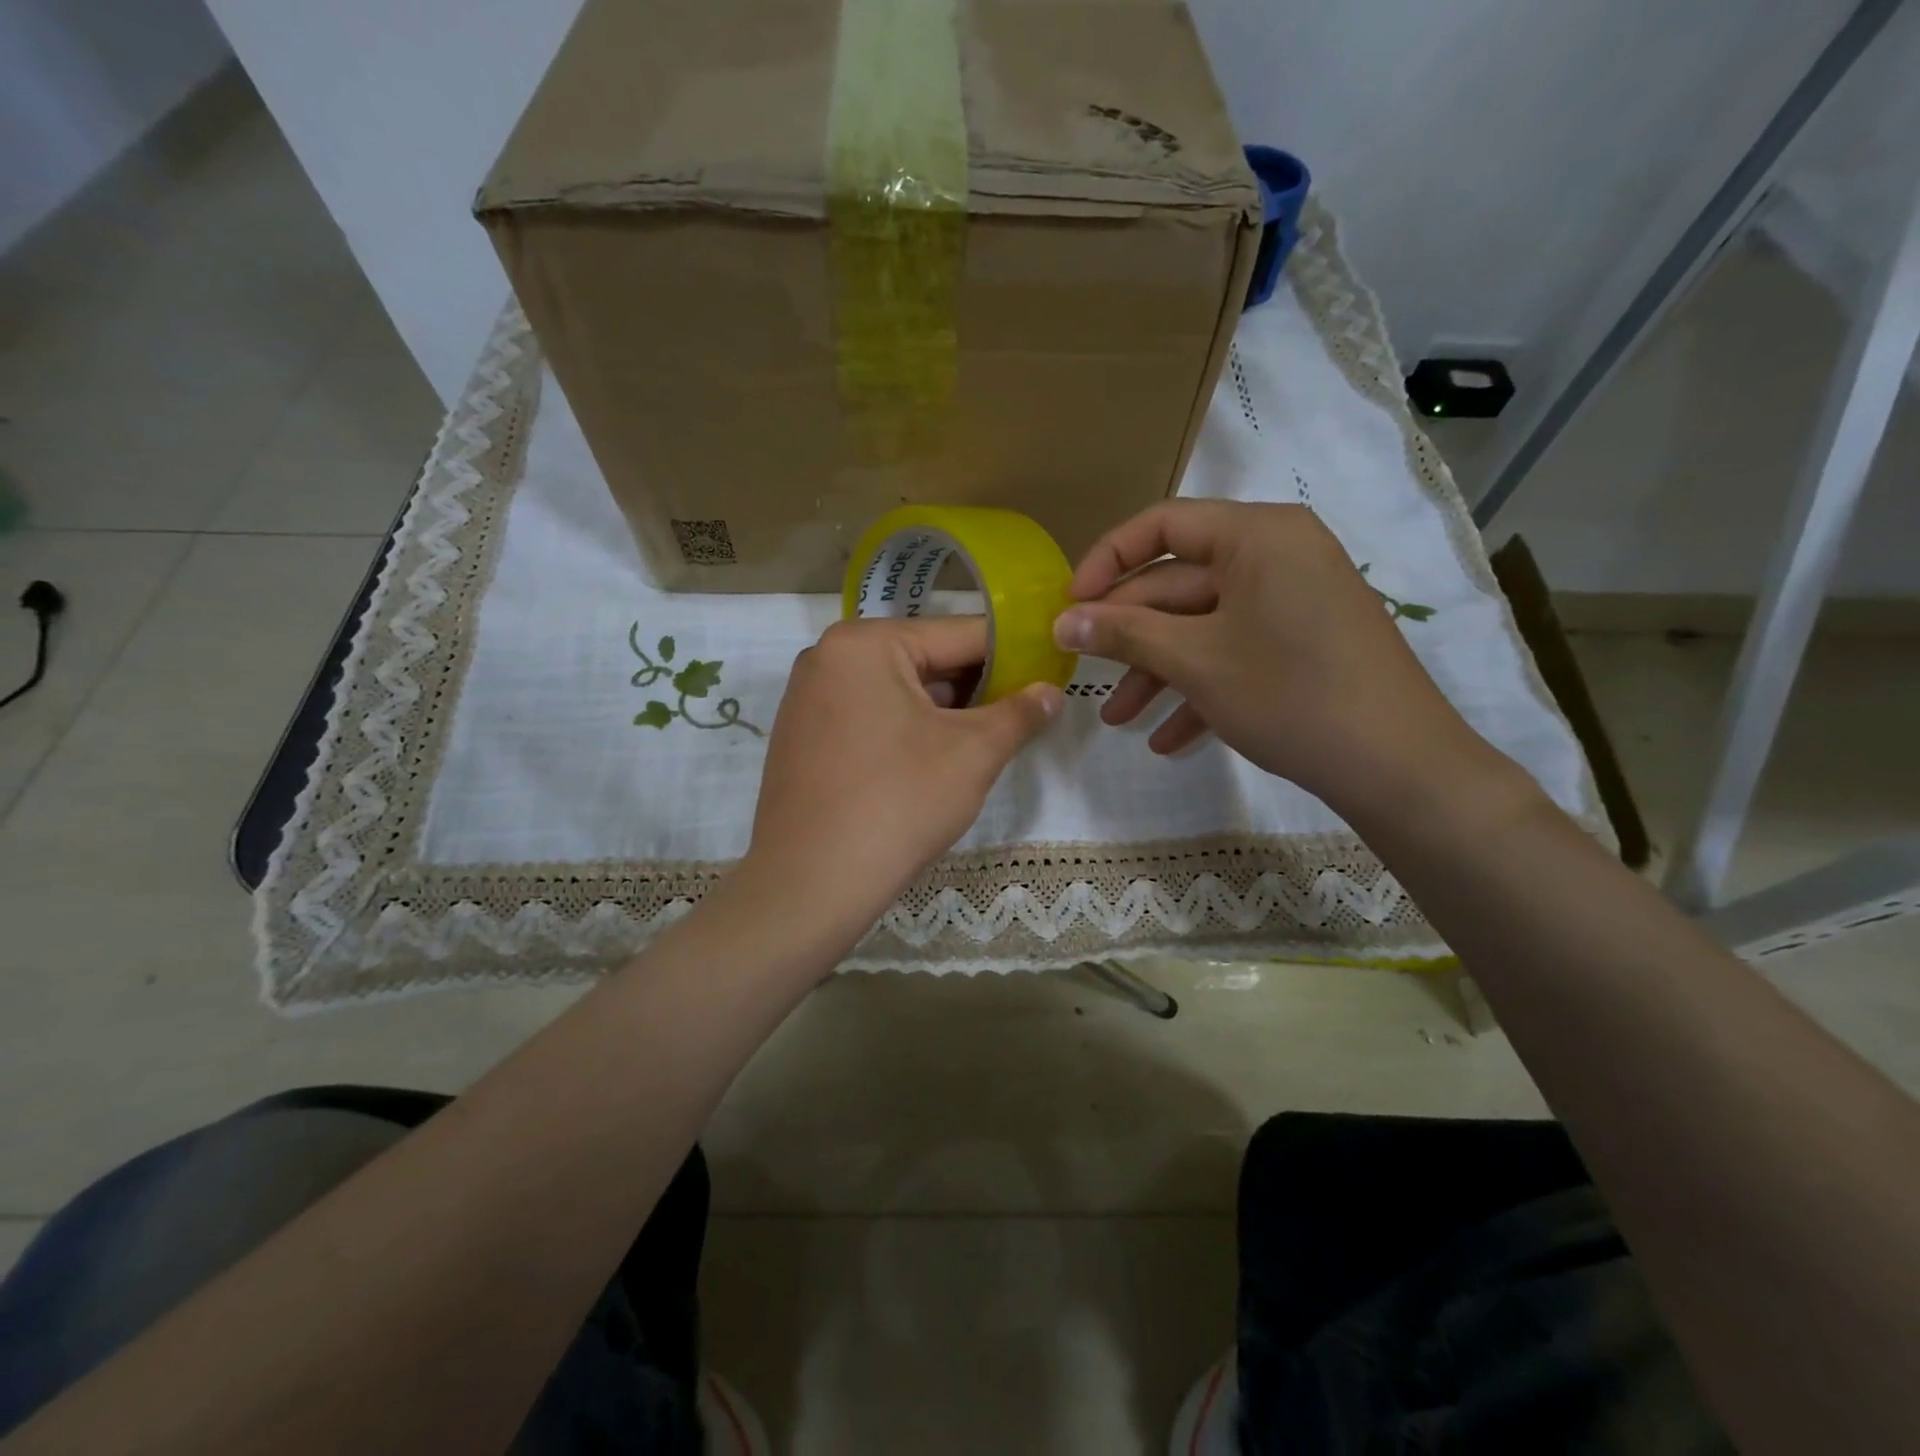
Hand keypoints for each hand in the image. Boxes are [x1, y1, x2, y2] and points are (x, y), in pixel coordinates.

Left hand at [743, 617, 1061, 941]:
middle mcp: (826, 657)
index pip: (958, 635)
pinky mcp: (800, 738)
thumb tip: (1051, 692)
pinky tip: (927, 766)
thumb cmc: (898, 804)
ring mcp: (806, 699)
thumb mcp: (973, 754)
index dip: (1012, 656)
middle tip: (1017, 719)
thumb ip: (1019, 714)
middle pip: (923, 661)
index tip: (1048, 675)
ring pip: (896, 692)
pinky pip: (866, 717)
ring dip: (941, 714)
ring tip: (979, 745)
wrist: (811, 884)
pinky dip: (903, 731)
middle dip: (974, 690)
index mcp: (864, 643)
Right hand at [1053, 500, 1495, 818]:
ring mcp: (1293, 601)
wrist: (1397, 765)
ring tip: (1118, 720)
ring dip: (1158, 672)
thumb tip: (1061, 622)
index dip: (1106, 561)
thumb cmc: (1289, 694)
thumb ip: (1123, 633)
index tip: (1070, 606)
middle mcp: (1277, 555)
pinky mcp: (1303, 643)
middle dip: (1129, 636)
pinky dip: (1200, 689)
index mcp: (1257, 535)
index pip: (1162, 525)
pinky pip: (1237, 652)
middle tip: (1081, 674)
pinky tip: (1168, 740)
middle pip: (1180, 584)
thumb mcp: (1195, 661)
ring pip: (1204, 626)